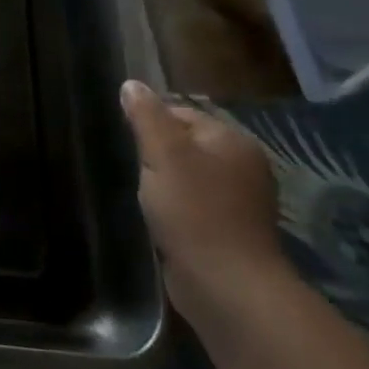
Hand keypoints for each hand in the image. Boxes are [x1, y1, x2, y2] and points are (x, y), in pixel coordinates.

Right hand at [119, 80, 286, 311]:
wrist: (225, 283)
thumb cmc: (193, 211)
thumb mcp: (163, 154)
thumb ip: (146, 117)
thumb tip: (131, 85)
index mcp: (232, 141)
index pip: (182, 113)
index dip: (150, 122)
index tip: (125, 141)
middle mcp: (243, 165)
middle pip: (187, 144)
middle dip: (156, 153)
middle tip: (129, 167)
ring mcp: (240, 200)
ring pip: (189, 176)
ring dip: (164, 181)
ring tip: (140, 193)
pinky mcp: (229, 230)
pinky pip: (195, 204)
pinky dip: (175, 207)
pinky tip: (158, 217)